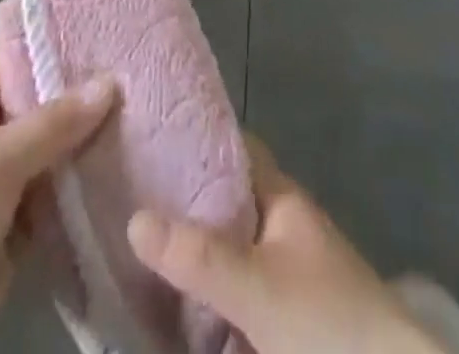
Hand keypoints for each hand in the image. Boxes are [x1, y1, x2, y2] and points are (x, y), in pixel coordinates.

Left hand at [0, 40, 115, 353]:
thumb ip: (52, 121)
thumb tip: (110, 82)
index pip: (11, 45)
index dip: (49, 28)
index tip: (100, 17)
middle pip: (39, 93)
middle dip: (81, 82)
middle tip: (136, 64)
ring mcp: (1, 179)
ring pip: (53, 143)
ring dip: (89, 135)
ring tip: (146, 109)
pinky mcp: (15, 224)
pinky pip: (57, 191)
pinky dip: (84, 183)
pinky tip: (128, 168)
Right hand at [126, 140, 444, 353]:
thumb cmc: (325, 319)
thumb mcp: (256, 286)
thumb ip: (198, 257)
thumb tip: (134, 218)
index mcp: (281, 198)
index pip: (235, 148)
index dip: (196, 140)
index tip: (151, 139)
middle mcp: (284, 225)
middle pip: (227, 202)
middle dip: (186, 205)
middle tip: (132, 200)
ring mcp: (288, 272)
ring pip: (232, 250)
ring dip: (197, 255)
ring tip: (142, 254)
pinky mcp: (288, 317)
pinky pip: (241, 293)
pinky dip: (213, 297)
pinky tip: (181, 309)